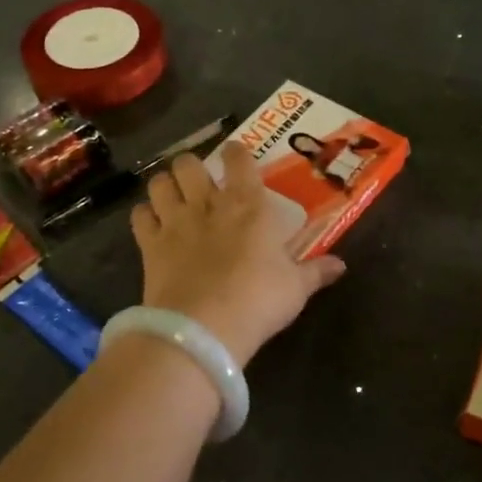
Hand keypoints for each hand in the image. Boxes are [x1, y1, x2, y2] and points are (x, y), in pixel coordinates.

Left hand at [130, 145, 345, 366]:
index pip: (238, 160)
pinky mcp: (149, 245)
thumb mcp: (296, 289)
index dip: (236, 152)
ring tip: (172, 196)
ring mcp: (174, 222)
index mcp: (248, 205)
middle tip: (199, 181)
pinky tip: (152, 224)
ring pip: (159, 182)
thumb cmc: (259, 300)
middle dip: (191, 166)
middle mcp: (208, 204)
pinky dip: (144, 215)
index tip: (236, 155)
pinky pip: (139, 216)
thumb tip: (341, 265)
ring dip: (165, 185)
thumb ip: (316, 271)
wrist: (204, 329)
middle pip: (188, 163)